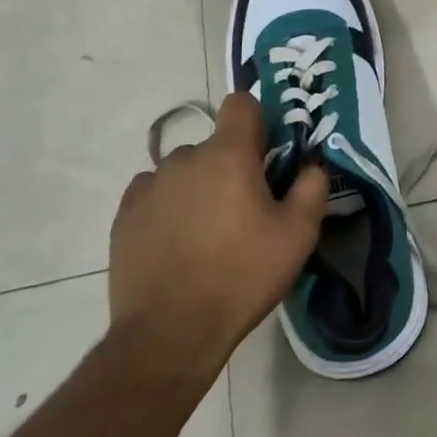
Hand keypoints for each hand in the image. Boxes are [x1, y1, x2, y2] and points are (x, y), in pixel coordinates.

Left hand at [107, 93, 327, 368]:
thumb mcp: (297, 236)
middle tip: (243, 210)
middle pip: (213, 145)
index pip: (241, 104)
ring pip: (182, 171)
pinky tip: (175, 243)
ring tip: (206, 233)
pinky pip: (153, 194)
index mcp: (228, 155)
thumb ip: (312, 188)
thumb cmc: (241, 276)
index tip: (265, 155)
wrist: (169, 333)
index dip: (257, 121)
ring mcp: (149, 186)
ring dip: (197, 187)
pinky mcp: (124, 216)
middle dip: (229, 166)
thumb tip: (312, 165)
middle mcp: (184, 158)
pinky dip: (167, 207)